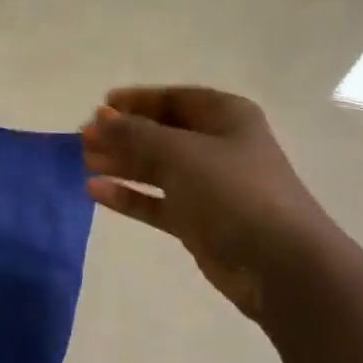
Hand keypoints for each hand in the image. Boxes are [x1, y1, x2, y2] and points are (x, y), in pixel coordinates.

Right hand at [81, 85, 332, 320]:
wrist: (278, 263)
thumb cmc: (232, 191)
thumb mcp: (180, 153)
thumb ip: (135, 134)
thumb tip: (100, 120)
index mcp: (225, 117)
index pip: (174, 100)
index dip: (137, 101)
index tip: (100, 107)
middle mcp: (218, 147)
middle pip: (162, 134)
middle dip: (123, 134)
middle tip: (84, 139)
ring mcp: (209, 186)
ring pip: (156, 169)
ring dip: (122, 163)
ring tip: (85, 162)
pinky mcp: (198, 222)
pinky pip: (156, 202)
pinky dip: (129, 196)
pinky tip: (96, 191)